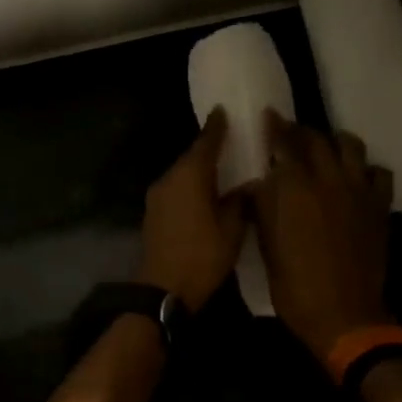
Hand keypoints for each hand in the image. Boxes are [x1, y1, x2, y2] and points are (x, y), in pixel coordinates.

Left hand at [137, 109, 247, 311]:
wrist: (163, 290)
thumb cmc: (202, 256)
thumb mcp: (232, 229)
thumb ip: (239, 201)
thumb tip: (247, 184)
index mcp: (190, 176)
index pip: (205, 142)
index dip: (216, 127)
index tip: (223, 111)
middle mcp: (169, 178)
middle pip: (191, 157)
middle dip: (209, 148)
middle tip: (231, 142)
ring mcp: (158, 196)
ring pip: (182, 174)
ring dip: (199, 170)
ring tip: (221, 169)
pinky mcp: (154, 212)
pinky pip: (176, 189)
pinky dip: (190, 185)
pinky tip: (204, 193)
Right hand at [251, 111, 394, 361]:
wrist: (343, 314)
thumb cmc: (294, 284)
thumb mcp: (266, 244)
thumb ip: (264, 206)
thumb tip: (261, 182)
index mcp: (295, 187)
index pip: (284, 142)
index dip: (275, 126)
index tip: (269, 115)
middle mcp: (328, 179)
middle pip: (317, 139)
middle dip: (302, 131)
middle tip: (291, 134)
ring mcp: (358, 191)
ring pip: (351, 146)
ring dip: (336, 142)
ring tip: (326, 149)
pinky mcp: (379, 206)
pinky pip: (378, 173)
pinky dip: (365, 170)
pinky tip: (356, 178)